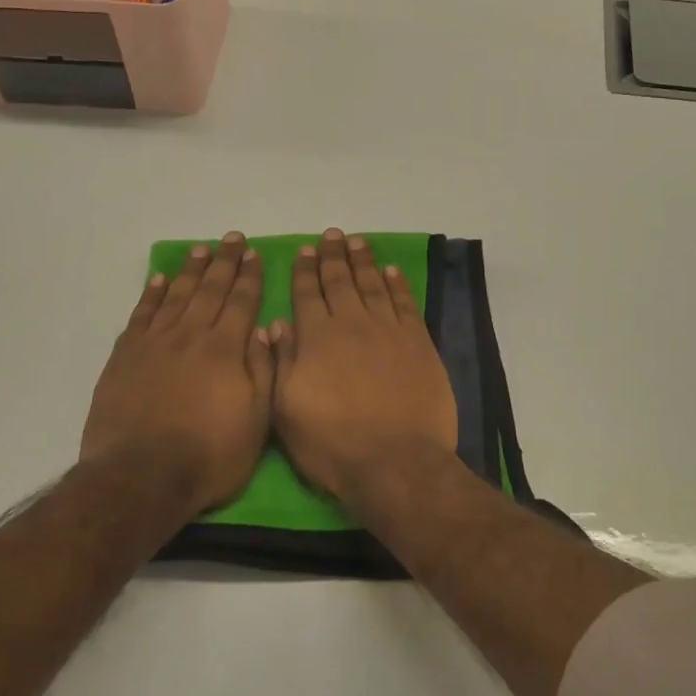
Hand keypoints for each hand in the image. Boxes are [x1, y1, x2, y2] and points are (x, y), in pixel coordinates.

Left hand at [81, 232, 273, 518]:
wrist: (141, 476)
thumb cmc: (209, 455)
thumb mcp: (257, 421)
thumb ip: (262, 371)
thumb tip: (264, 330)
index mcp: (225, 350)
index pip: (241, 302)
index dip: (249, 277)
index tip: (254, 254)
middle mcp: (191, 336)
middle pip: (210, 290)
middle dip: (224, 262)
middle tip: (232, 239)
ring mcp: (155, 344)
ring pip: (176, 295)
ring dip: (191, 271)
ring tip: (201, 249)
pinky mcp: (125, 357)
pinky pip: (142, 315)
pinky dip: (152, 294)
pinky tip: (160, 280)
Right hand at [271, 228, 457, 502]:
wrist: (396, 461)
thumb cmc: (332, 443)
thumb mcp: (287, 410)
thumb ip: (282, 362)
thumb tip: (277, 324)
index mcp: (317, 338)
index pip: (307, 294)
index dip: (304, 271)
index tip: (304, 250)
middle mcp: (352, 324)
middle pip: (340, 281)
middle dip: (333, 256)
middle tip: (331, 235)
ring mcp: (388, 330)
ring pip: (373, 284)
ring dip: (363, 261)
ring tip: (357, 241)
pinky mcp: (418, 342)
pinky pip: (405, 303)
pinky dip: (397, 284)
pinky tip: (391, 271)